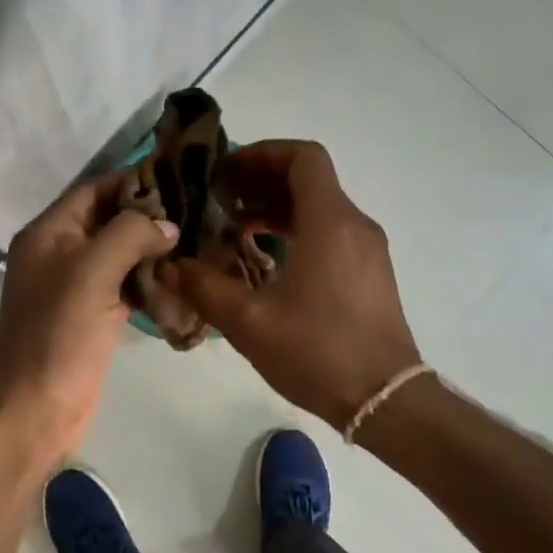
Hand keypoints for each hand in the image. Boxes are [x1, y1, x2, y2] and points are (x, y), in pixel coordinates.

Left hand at [0, 172, 176, 465]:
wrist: (37, 406)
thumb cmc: (59, 333)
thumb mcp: (92, 272)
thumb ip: (130, 235)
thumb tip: (168, 225)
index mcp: (49, 234)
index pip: (94, 191)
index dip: (133, 180)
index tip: (180, 177)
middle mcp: (60, 254)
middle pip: (109, 221)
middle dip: (149, 216)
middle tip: (200, 211)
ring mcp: (77, 288)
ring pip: (120, 256)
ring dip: (154, 250)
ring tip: (200, 239)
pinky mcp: (94, 317)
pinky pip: (125, 287)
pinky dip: (151, 281)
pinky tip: (183, 279)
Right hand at [169, 140, 420, 428]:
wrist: (384, 399)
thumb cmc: (318, 353)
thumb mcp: (250, 323)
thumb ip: (205, 289)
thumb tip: (168, 267)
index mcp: (329, 223)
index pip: (303, 158)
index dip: (263, 153)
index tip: (227, 172)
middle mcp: (354, 225)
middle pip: (310, 180)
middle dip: (263, 181)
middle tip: (222, 199)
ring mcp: (367, 250)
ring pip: (320, 208)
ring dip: (278, 208)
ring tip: (236, 228)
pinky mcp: (370, 273)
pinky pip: (331, 233)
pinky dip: (297, 231)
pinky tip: (267, 260)